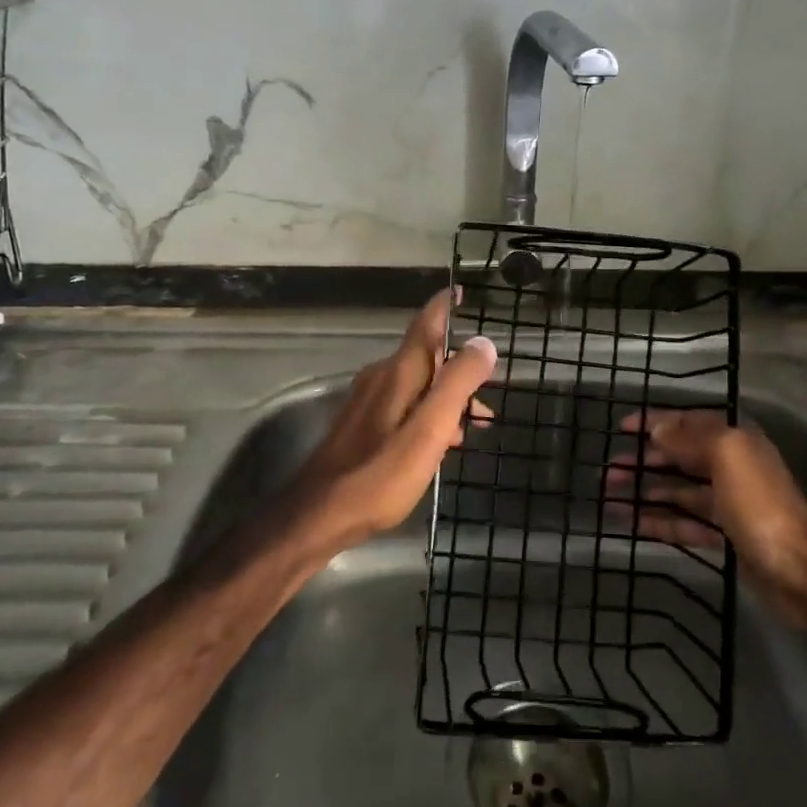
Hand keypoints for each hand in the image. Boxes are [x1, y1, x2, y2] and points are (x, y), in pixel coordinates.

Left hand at [290, 292, 495, 552]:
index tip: (464, 290)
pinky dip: (428, 413)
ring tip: (474, 427)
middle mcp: (381, 377)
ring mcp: (368, 400)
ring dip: (447, 397)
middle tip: (488, 396)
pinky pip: (404, 404)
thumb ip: (458, 384)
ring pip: (418, 384)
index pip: (427, 323)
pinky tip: (438, 444)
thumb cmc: (379, 475)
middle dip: (460, 369)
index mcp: (399, 372)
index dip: (446, 305)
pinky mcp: (361, 424)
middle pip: (427, 356)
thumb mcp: (429, 430)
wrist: (317, 516)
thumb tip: (483, 342)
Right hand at [607, 410, 806, 621]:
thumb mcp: (726, 455)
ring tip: (608, 496)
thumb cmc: (760, 502)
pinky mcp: (723, 538)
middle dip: (643, 461)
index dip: (654, 423)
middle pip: (678, 458)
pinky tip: (629, 522)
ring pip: (676, 492)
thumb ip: (689, 439)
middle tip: (608, 472)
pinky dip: (656, 521)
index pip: (687, 423)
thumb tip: (658, 430)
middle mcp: (730, 467)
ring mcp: (726, 504)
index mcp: (734, 441)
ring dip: (644, 491)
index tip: (621, 429)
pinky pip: (682, 523)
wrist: (800, 568)